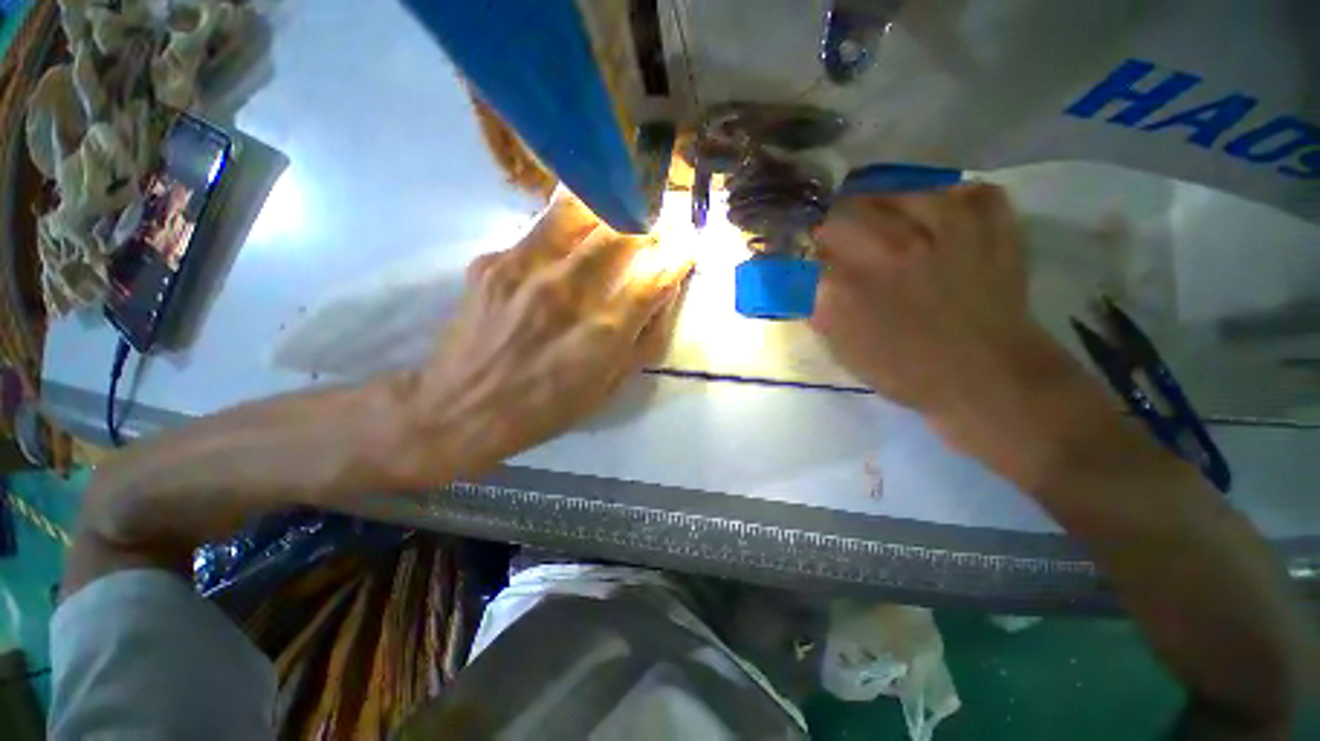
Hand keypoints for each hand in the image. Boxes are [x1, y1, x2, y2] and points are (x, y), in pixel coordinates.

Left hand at [404, 190, 691, 474]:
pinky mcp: (492, 261)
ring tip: (616, 214)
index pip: (655, 274)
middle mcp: (568, 291)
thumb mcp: (610, 387)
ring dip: (607, 207)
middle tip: (655, 225)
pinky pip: (539, 229)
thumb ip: (644, 339)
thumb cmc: (546, 408)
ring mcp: (524, 269)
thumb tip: (663, 293)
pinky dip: (565, 229)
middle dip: (648, 222)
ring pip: (578, 210)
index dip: (679, 253)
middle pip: (621, 231)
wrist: (462, 408)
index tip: (688, 244)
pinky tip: (565, 246)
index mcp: (603, 331)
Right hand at [811, 183, 1066, 420]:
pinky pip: (960, 190)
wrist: (987, 377)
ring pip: (895, 193)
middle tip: (845, 239)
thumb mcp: (841, 347)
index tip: (813, 256)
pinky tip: (941, 222)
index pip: (808, 247)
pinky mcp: (990, 220)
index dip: (808, 250)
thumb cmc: (905, 369)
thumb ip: (816, 307)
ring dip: (884, 209)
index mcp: (845, 285)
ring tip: (891, 229)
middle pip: (842, 211)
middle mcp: (888, 247)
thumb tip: (807, 277)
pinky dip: (948, 202)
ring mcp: (944, 226)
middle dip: (835, 225)